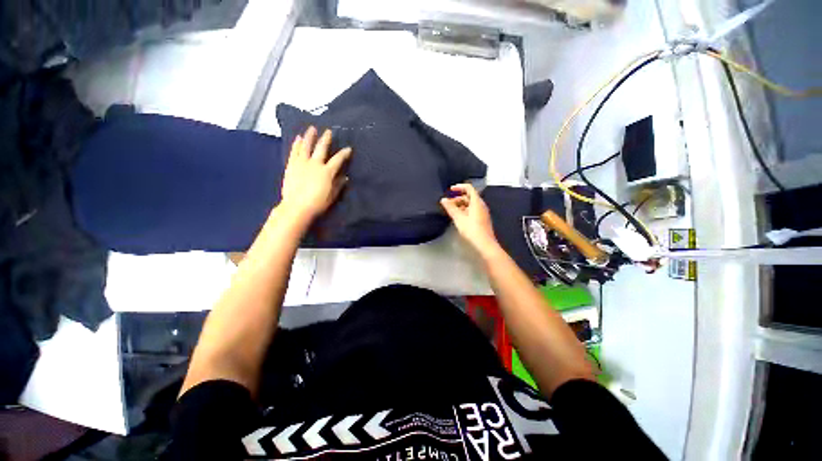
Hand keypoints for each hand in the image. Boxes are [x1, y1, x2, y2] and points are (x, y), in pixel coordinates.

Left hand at [280, 126, 351, 221]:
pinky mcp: (291, 165)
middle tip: (329, 131)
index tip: (348, 149)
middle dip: (326, 139)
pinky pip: (294, 152)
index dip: (344, 154)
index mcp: (327, 172)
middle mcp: (315, 164)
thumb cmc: (317, 203)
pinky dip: (297, 144)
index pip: (338, 160)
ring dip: (310, 136)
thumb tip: (345, 178)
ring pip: (306, 146)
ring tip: (312, 128)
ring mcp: (302, 163)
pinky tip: (298, 138)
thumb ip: (338, 185)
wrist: (297, 207)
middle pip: (321, 148)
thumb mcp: (332, 196)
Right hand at [440, 184, 499, 257]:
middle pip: (469, 197)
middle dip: (457, 198)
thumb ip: (450, 208)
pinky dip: (464, 210)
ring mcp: (482, 213)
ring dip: (460, 205)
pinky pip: (472, 210)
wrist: (485, 244)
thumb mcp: (458, 218)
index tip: (450, 190)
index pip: (469, 188)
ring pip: (470, 204)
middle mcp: (481, 205)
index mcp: (477, 202)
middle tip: (448, 204)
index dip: (459, 187)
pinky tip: (458, 218)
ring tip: (451, 211)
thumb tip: (443, 200)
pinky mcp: (481, 220)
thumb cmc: (472, 230)